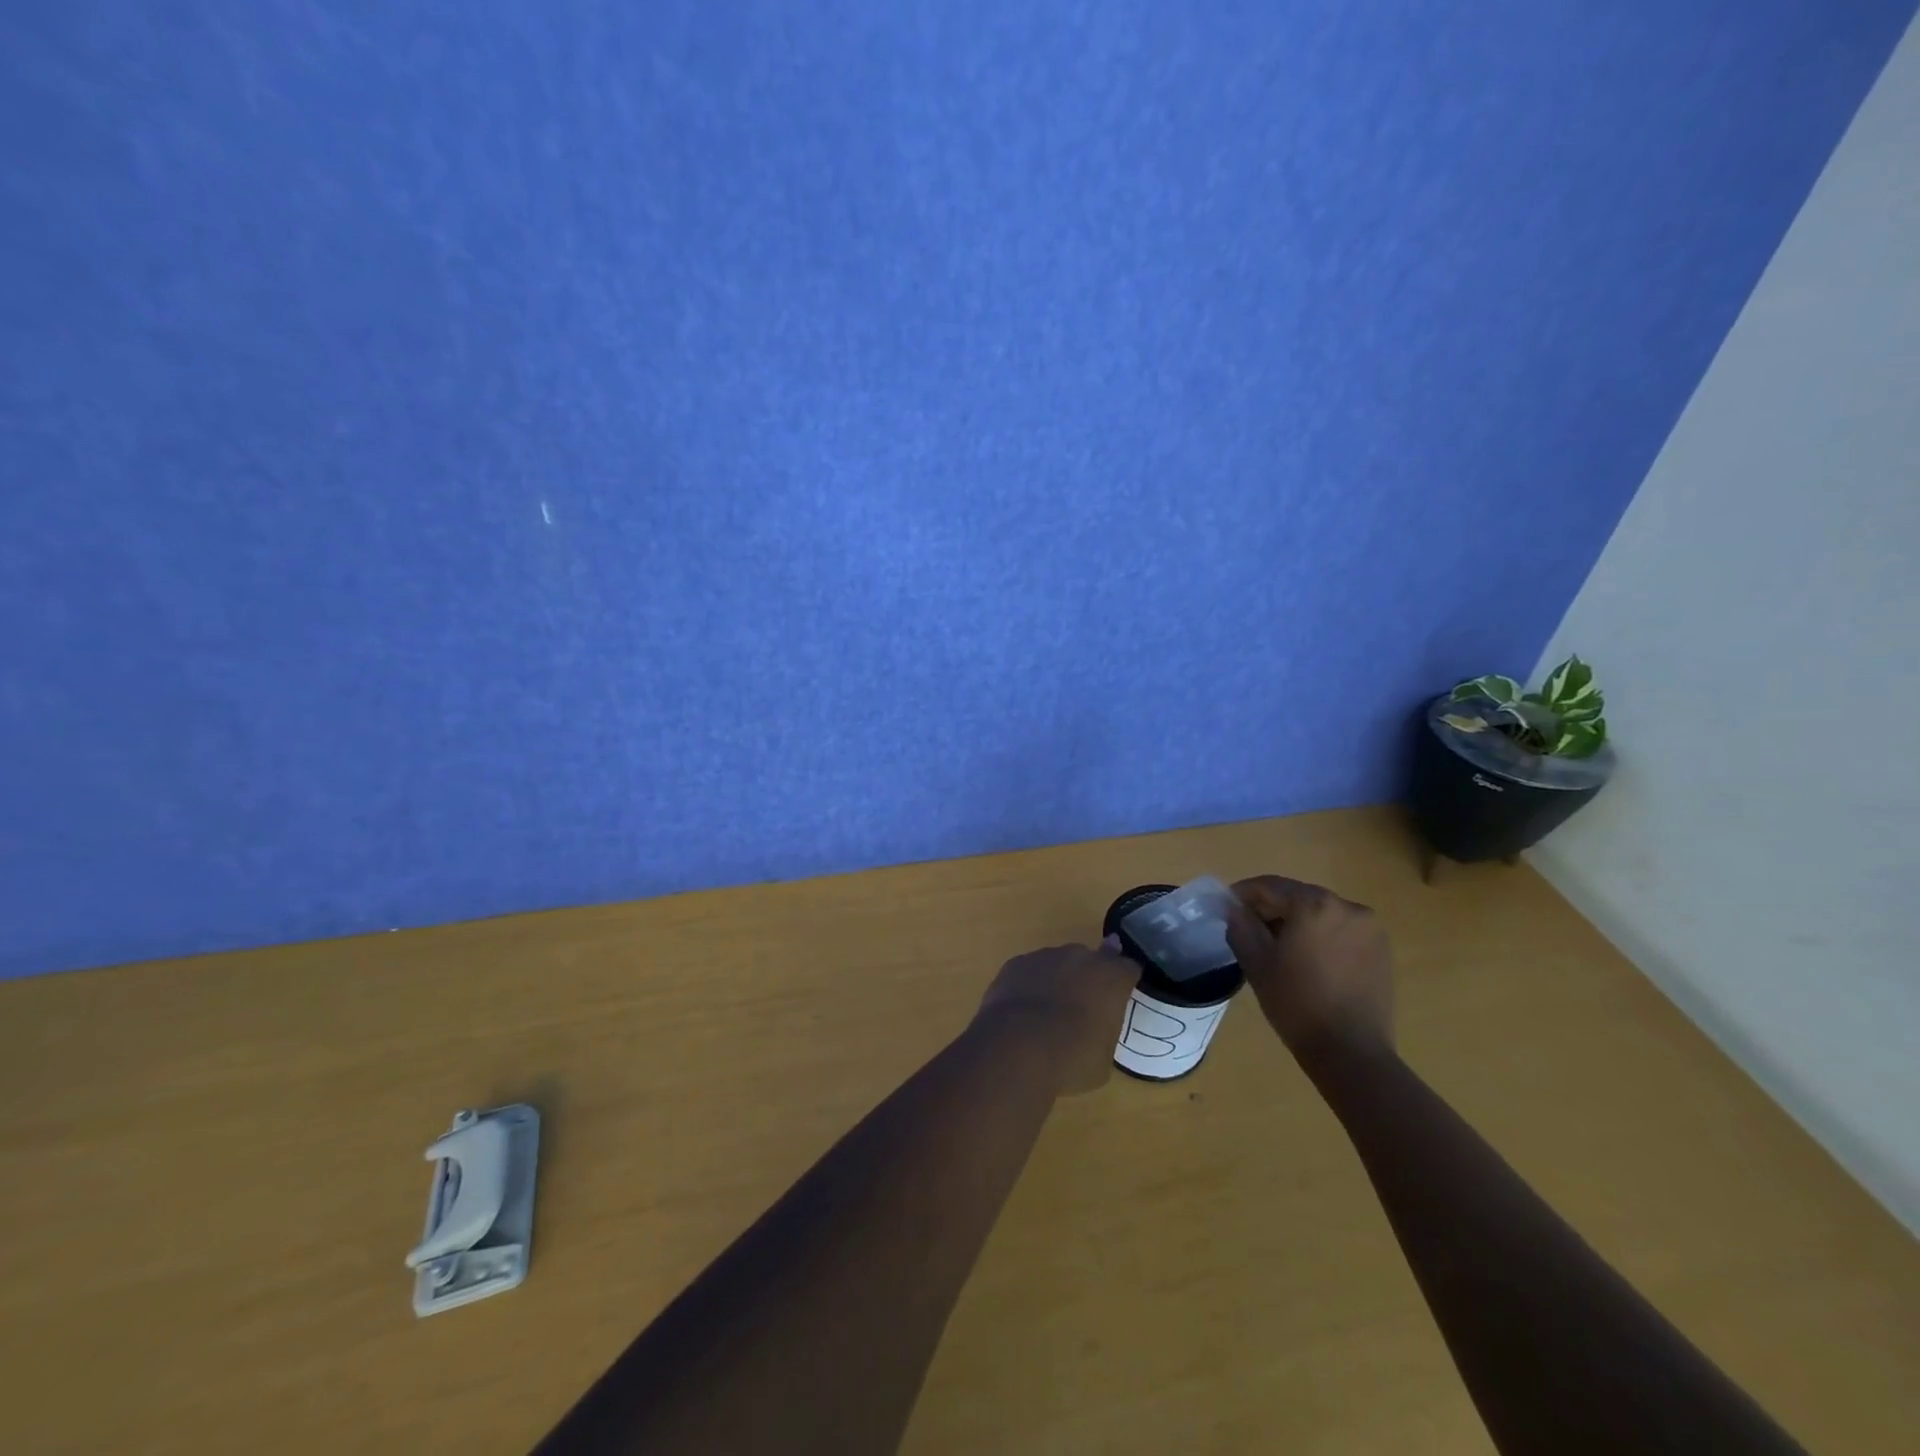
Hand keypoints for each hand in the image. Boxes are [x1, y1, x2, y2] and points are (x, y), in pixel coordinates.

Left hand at [973, 939, 1139, 1093]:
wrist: (1017, 1048)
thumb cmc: (1071, 1059)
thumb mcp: (1103, 1057)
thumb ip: (1103, 1031)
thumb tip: (1094, 1030)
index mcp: (1111, 978)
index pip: (1128, 967)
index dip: (1124, 981)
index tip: (1121, 994)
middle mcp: (1080, 958)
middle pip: (1091, 960)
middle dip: (1089, 977)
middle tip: (1082, 1005)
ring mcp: (1045, 956)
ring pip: (1058, 963)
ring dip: (1058, 980)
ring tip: (1048, 1013)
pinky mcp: (1016, 963)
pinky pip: (1030, 971)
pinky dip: (1030, 985)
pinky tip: (1023, 1011)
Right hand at [1224, 876, 1394, 1066]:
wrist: (1351, 1053)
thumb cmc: (1296, 1004)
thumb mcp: (1256, 962)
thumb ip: (1240, 926)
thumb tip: (1233, 908)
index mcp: (1314, 904)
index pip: (1270, 886)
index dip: (1242, 893)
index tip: (1225, 907)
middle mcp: (1347, 906)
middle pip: (1297, 896)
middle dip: (1270, 907)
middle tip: (1248, 927)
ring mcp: (1369, 927)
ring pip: (1320, 911)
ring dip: (1296, 921)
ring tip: (1278, 945)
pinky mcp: (1381, 948)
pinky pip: (1341, 929)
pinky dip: (1320, 934)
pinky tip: (1308, 958)